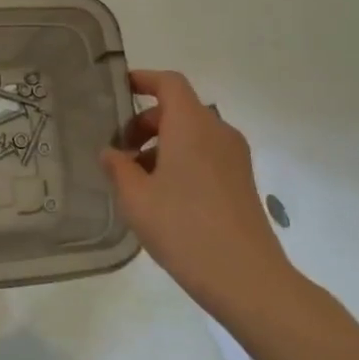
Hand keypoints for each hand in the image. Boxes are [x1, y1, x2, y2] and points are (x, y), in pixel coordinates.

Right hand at [100, 68, 304, 331]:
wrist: (247, 279)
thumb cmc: (184, 228)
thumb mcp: (136, 198)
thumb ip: (118, 168)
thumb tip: (110, 153)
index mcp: (191, 125)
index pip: (169, 83)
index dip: (143, 80)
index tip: (119, 90)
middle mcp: (217, 132)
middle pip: (179, 109)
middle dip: (146, 122)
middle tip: (120, 150)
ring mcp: (235, 157)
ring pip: (192, 134)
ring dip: (162, 144)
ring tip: (137, 179)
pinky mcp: (242, 181)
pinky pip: (206, 154)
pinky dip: (181, 160)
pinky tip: (163, 196)